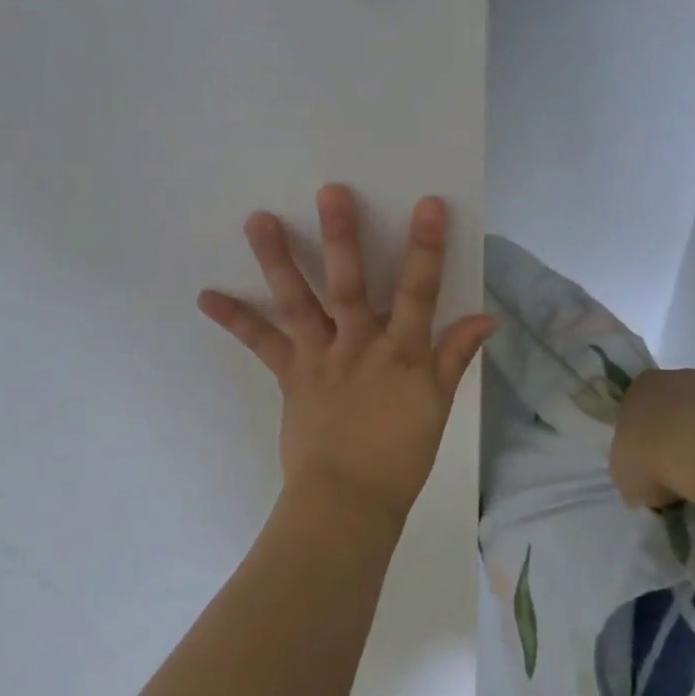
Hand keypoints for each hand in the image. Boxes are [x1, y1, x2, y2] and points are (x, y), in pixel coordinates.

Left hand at [199, 184, 495, 527]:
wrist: (347, 503)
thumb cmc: (400, 455)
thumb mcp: (437, 405)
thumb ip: (455, 355)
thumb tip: (487, 316)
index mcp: (401, 352)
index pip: (420, 292)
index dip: (426, 248)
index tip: (428, 204)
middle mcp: (358, 344)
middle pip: (349, 285)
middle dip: (341, 237)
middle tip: (328, 192)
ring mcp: (319, 356)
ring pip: (298, 302)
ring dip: (277, 260)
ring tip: (258, 220)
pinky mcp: (290, 373)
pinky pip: (261, 342)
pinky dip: (235, 318)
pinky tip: (207, 296)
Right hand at [609, 368, 694, 511]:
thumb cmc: (658, 461)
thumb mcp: (625, 476)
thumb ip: (633, 468)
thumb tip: (648, 479)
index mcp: (642, 386)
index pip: (638, 406)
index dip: (645, 436)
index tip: (651, 464)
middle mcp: (681, 377)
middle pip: (679, 404)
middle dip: (682, 433)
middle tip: (685, 472)